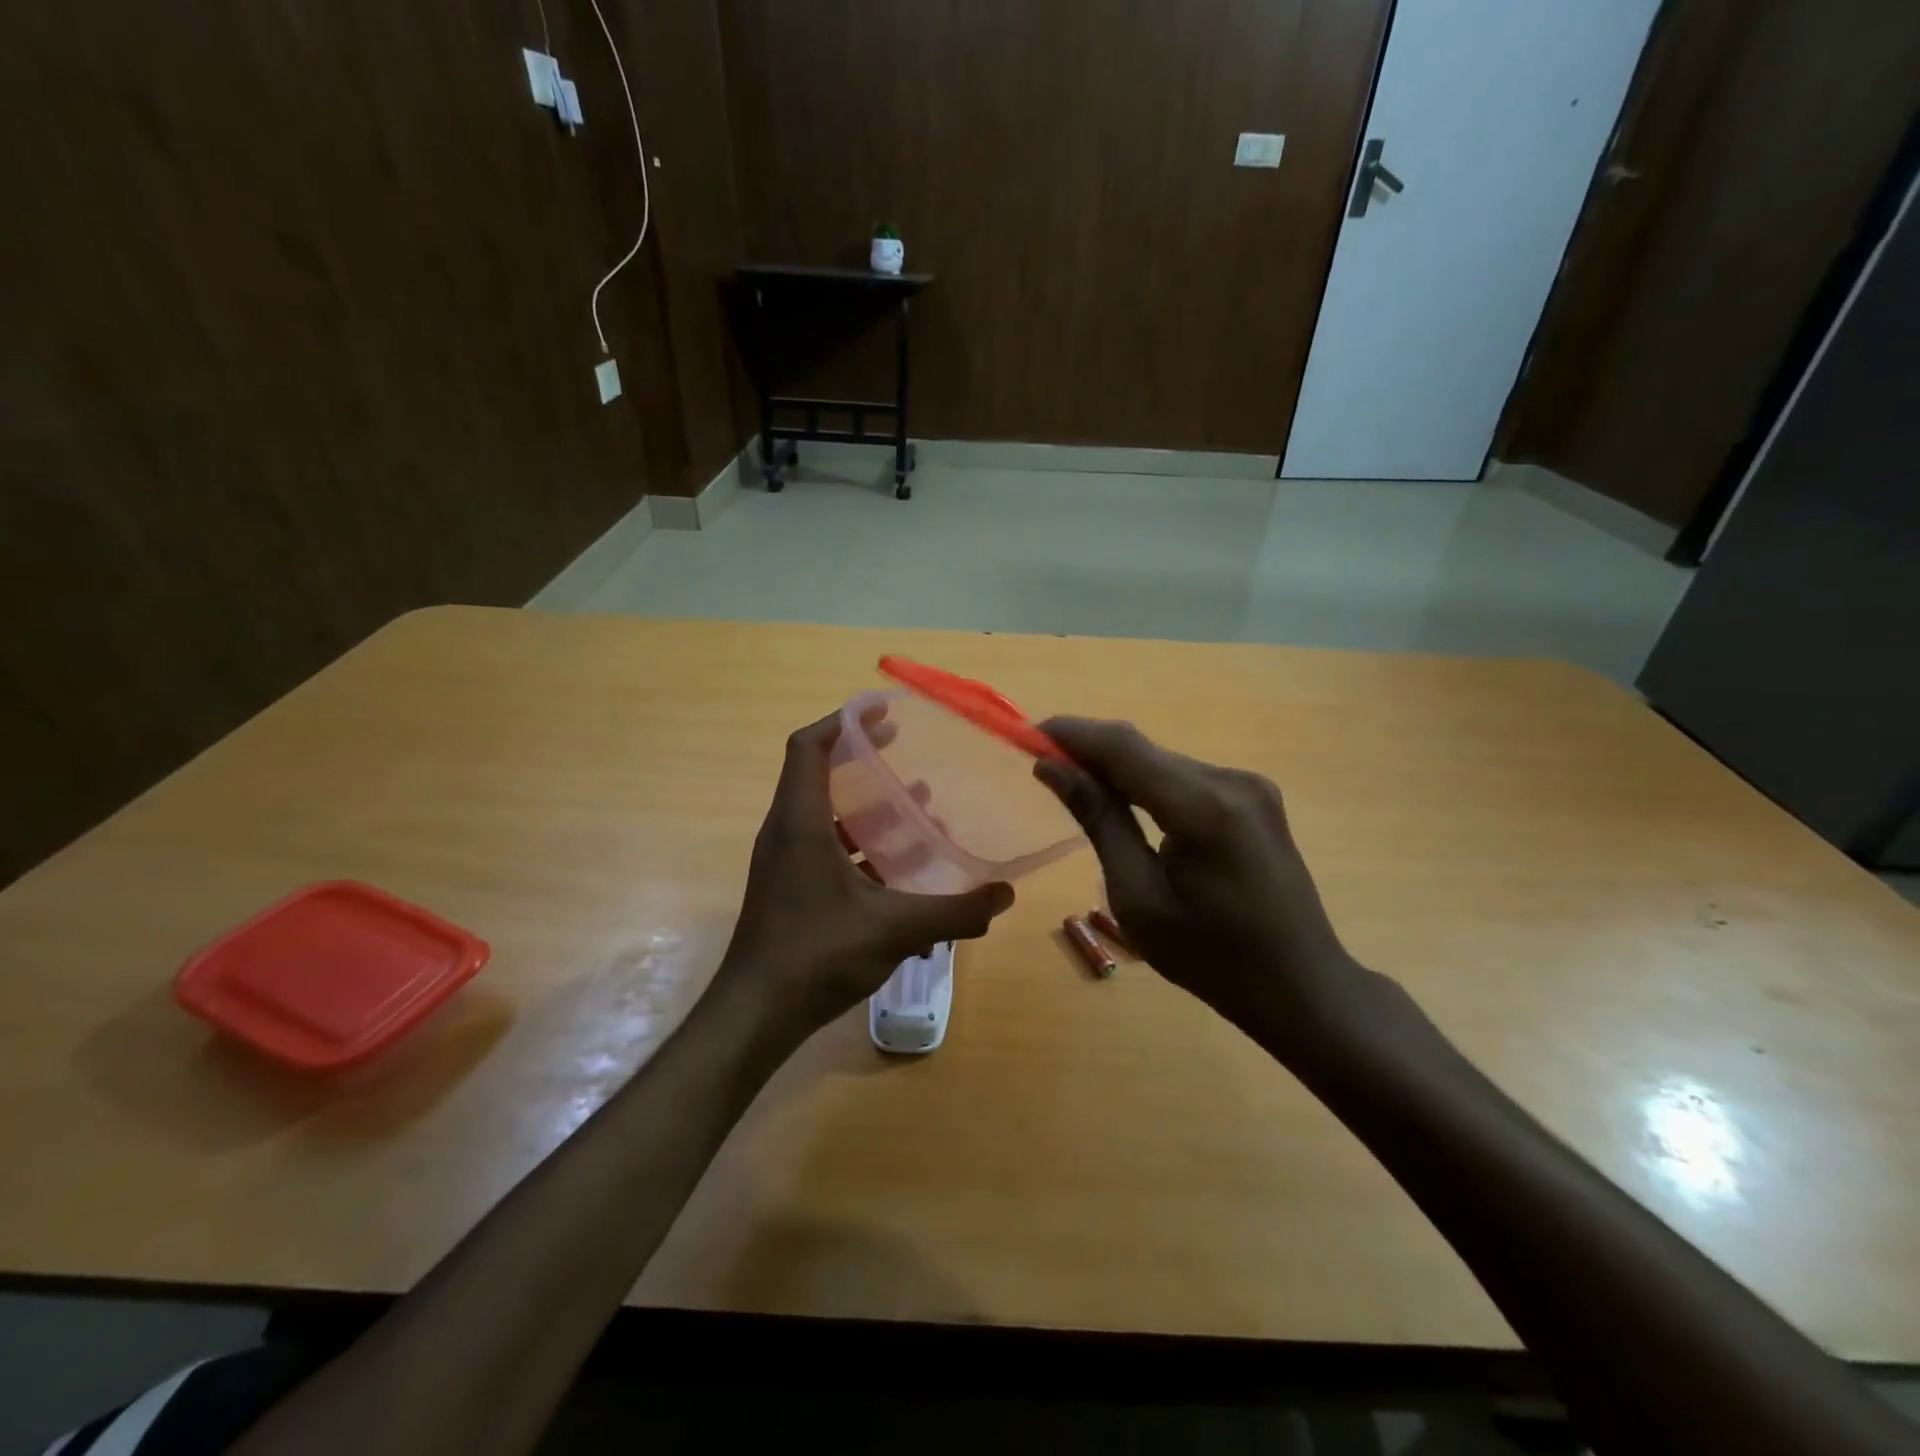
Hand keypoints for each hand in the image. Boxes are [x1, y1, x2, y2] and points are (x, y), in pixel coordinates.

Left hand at [709, 712, 1014, 1038]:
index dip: (843, 720)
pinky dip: (860, 842)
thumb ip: (954, 912)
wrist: (755, 1014)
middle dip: (861, 754)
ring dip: (866, 802)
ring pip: (825, 812)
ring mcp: (784, 861)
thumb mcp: (894, 930)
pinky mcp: (789, 887)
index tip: (883, 710)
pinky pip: (825, 845)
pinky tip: (899, 866)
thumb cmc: (816, 956)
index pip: (809, 747)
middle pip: (818, 772)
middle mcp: (785, 831)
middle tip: (903, 744)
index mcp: (800, 822)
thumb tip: (1004, 895)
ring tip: (917, 801)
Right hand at [1035, 718, 1372, 1057]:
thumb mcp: (1138, 898)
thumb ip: (1099, 822)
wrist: (1300, 987)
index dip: (1072, 734)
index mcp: (1205, 808)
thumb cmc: (1211, 959)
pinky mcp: (1254, 798)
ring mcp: (1249, 786)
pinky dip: (1147, 783)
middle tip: (1041, 765)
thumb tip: (1053, 767)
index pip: (1124, 748)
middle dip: (1089, 751)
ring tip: (1074, 786)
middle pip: (1144, 750)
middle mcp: (1232, 781)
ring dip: (1118, 769)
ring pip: (1163, 762)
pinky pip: (1185, 778)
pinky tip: (1124, 802)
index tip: (1026, 734)